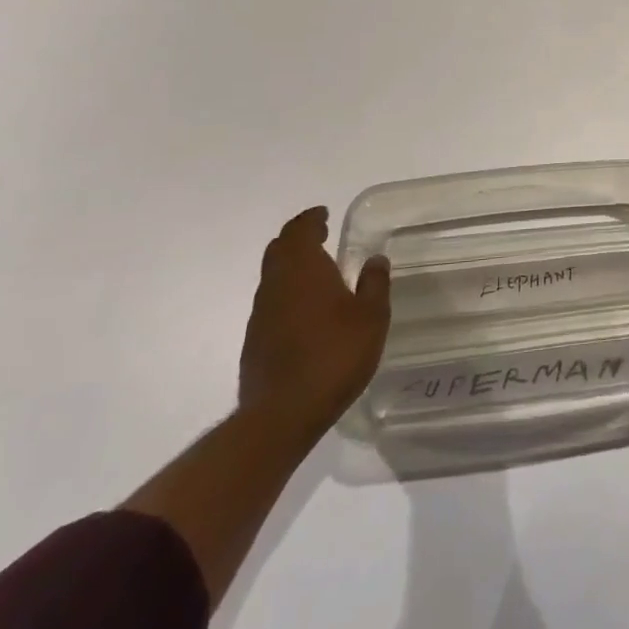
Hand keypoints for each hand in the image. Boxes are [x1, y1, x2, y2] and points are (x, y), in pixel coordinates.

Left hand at [238, 206, 390, 443]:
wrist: (282, 414)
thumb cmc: (334, 355)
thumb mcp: (371, 317)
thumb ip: (374, 284)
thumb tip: (374, 259)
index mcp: (303, 268)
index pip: (300, 230)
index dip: (311, 219)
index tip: (323, 214)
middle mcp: (276, 284)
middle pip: (279, 249)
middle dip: (297, 239)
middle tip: (319, 236)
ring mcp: (261, 314)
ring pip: (272, 277)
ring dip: (291, 268)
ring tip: (317, 274)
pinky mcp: (254, 342)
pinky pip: (271, 304)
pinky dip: (287, 295)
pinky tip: (306, 312)